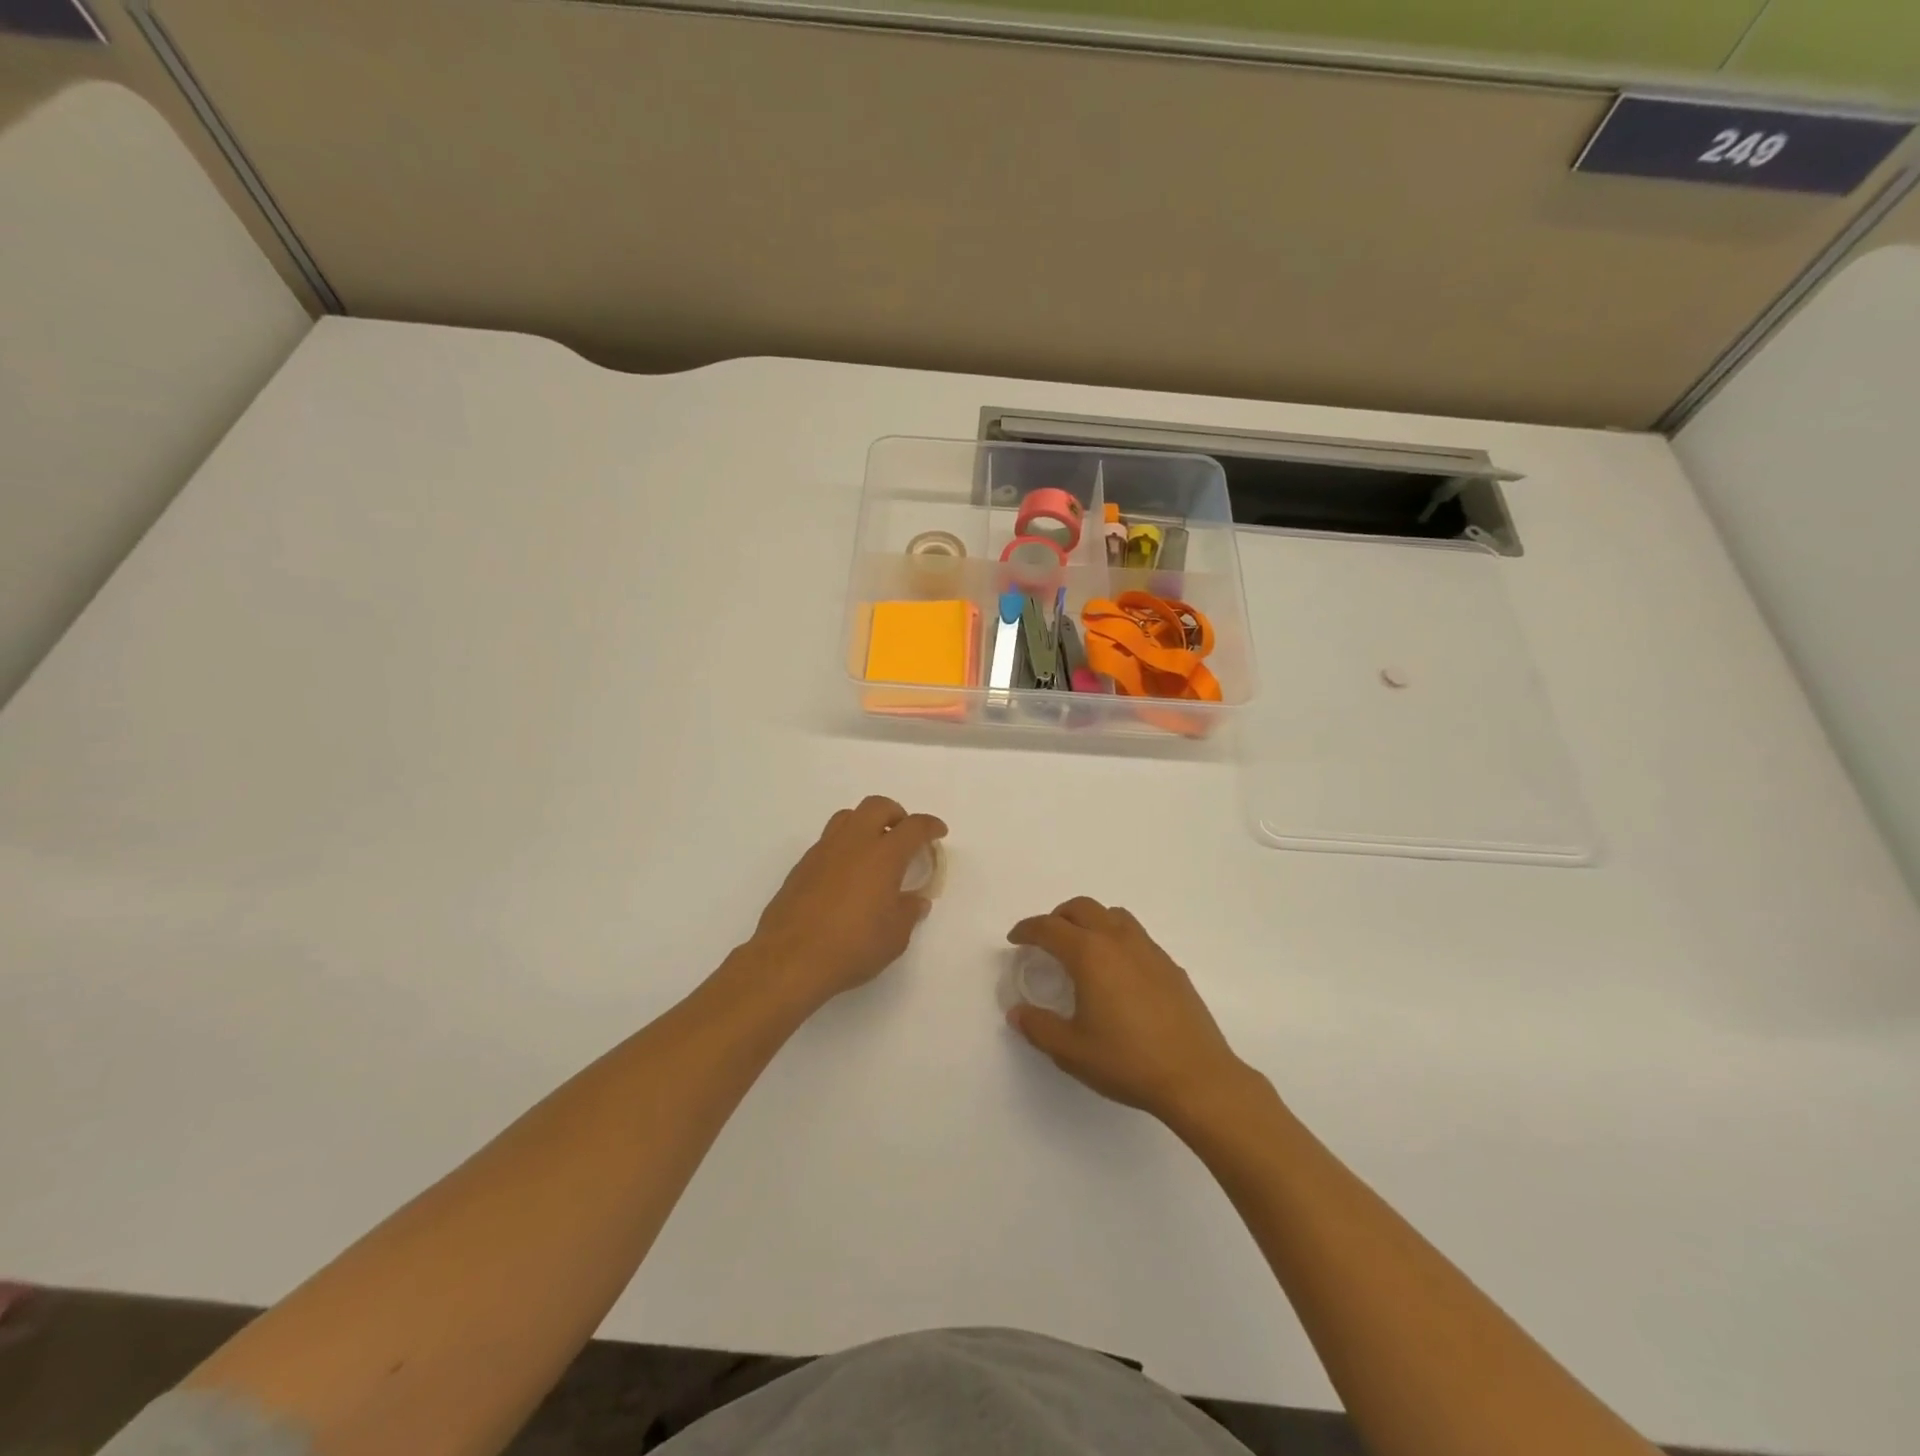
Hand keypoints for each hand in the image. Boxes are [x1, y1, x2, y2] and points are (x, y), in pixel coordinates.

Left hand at [749, 796, 946, 1008]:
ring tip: (874, 849)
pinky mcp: (802, 866)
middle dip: (896, 814)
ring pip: (848, 817)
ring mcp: (823, 851)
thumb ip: (909, 912)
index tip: (938, 832)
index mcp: (883, 855)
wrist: (790, 959)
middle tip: (905, 835)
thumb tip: (915, 900)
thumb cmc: (852, 947)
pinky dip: (845, 845)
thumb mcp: (895, 936)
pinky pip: (828, 840)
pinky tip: (847, 874)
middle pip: (877, 806)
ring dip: (866, 823)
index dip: (930, 826)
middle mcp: (853, 843)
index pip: (914, 827)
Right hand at [1006, 897, 1253, 1124]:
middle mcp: (1118, 941)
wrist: (1196, 1077)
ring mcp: (1149, 950)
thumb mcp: (1071, 1051)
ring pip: (1113, 915)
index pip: (1049, 928)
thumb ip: (1039, 1028)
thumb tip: (1017, 1012)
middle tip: (1045, 939)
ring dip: (1090, 921)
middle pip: (1082, 908)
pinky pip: (1136, 935)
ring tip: (1081, 947)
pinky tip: (1117, 972)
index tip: (1015, 939)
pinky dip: (1116, 938)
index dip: (1027, 929)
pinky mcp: (1170, 966)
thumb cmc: (1127, 1062)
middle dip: (1057, 917)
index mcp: (1089, 955)